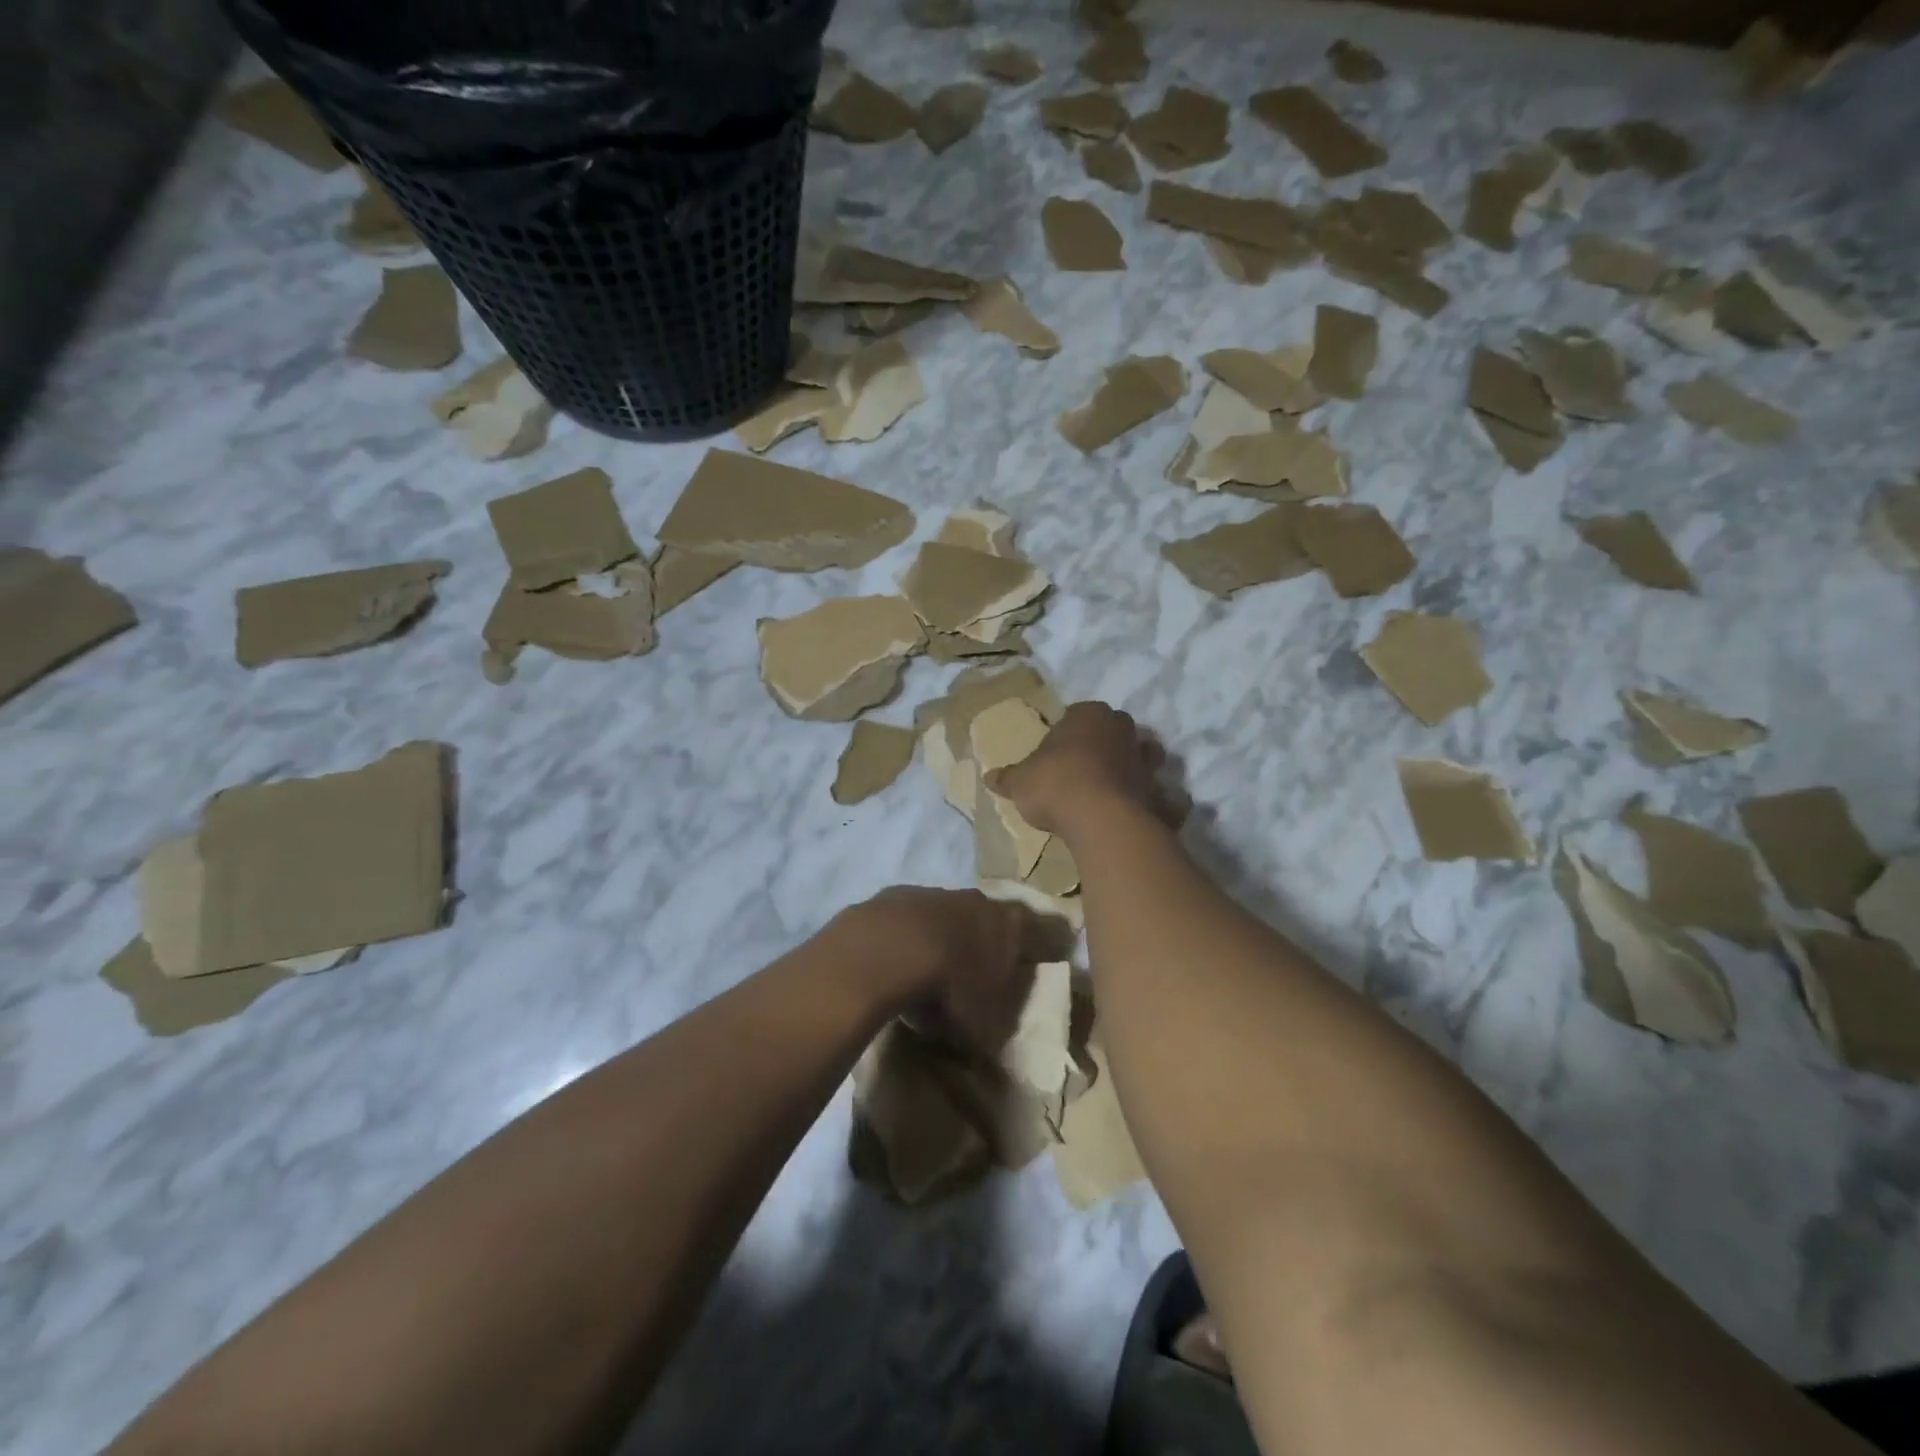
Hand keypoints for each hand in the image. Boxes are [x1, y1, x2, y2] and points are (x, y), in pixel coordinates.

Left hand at [831, 887, 1067, 1054]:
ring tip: (944, 962)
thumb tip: (1005, 1053)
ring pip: (955, 912)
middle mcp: (980, 902)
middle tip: (994, 963)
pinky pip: (916, 917)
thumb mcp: (986, 1025)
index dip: (1054, 943)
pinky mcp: (899, 895)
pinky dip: (916, 933)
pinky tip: (905, 954)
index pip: (1048, 930)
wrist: (886, 949)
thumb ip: (1000, 1029)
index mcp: (1013, 926)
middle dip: (997, 937)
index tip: (1058, 953)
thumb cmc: (951, 988)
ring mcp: (938, 893)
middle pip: (998, 916)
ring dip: (953, 932)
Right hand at [983, 701, 1167, 838]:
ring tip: (1116, 788)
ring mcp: (1147, 761)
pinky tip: (1145, 815)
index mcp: (1089, 715)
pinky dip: (1160, 803)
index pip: (1079, 713)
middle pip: (1116, 730)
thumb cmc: (1054, 785)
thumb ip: (1007, 778)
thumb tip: (989, 777)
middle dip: (1106, 743)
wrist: (1099, 818)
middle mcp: (1122, 730)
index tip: (1057, 751)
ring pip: (1146, 757)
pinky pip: (1164, 795)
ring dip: (1136, 768)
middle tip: (1086, 767)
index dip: (1068, 732)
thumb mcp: (1020, 782)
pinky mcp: (1161, 792)